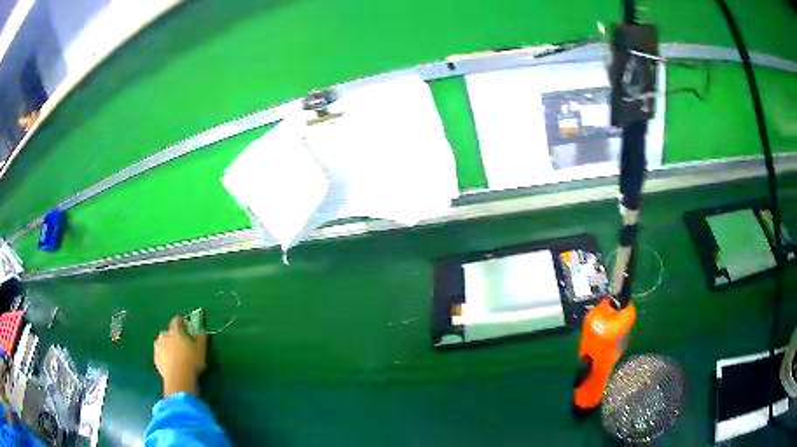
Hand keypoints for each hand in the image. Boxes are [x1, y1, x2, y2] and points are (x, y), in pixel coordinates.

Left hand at [154, 316, 206, 396]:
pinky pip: (160, 354)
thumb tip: (202, 331)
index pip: (177, 321)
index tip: (184, 321)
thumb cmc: (191, 362)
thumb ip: (201, 339)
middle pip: (167, 332)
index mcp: (175, 332)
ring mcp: (159, 348)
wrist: (178, 378)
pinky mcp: (156, 359)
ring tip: (174, 353)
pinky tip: (170, 362)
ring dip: (166, 345)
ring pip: (161, 343)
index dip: (181, 320)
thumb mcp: (201, 350)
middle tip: (180, 342)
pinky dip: (164, 355)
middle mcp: (165, 337)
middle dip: (172, 335)